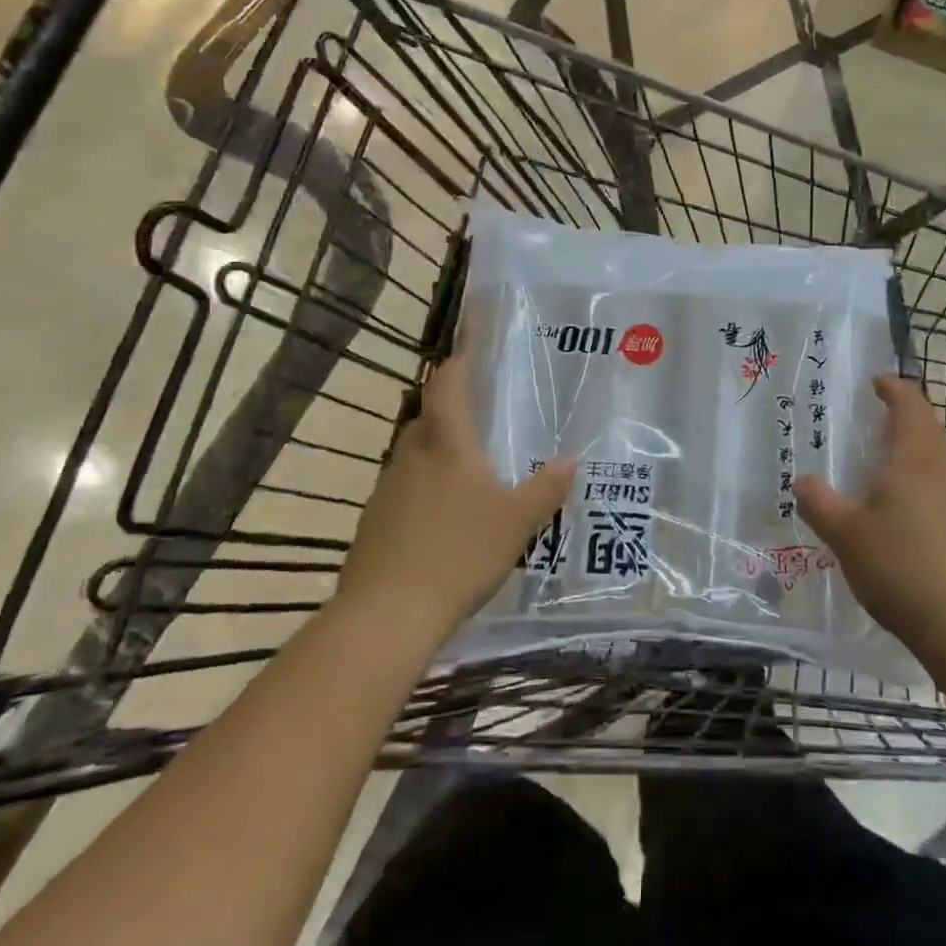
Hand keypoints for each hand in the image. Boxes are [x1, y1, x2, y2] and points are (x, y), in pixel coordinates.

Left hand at [338, 346, 573, 638]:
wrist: (385, 615)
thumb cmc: (458, 554)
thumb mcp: (516, 522)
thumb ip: (545, 489)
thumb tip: (571, 461)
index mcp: (446, 444)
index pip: (450, 384)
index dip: (462, 355)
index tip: (470, 329)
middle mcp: (412, 455)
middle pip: (430, 415)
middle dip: (453, 404)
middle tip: (483, 406)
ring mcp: (387, 488)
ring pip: (416, 451)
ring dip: (440, 446)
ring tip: (470, 460)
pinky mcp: (375, 521)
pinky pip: (406, 485)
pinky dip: (427, 483)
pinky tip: (446, 511)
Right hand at [792, 375, 945, 664]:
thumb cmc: (903, 567)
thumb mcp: (846, 535)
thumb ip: (820, 504)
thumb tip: (803, 481)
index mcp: (915, 457)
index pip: (910, 404)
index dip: (893, 388)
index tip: (876, 382)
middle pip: (930, 430)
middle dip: (905, 420)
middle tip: (875, 424)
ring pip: (942, 463)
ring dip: (917, 456)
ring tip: (887, 472)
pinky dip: (928, 490)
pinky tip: (911, 520)